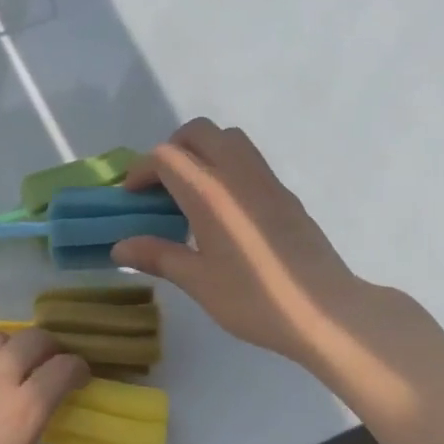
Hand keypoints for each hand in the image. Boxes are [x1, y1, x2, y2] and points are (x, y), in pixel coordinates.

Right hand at [111, 119, 378, 364]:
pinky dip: (226, 167)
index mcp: (211, 193)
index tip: (131, 198)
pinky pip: (249, 160)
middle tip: (159, 186)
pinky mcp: (285, 193)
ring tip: (190, 193)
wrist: (324, 311)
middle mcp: (238, 174)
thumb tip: (119, 246)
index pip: (167, 156)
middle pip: (199, 132)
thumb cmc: (255, 299)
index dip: (141, 170)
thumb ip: (158, 256)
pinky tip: (223, 210)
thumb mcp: (199, 282)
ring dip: (202, 152)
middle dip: (172, 150)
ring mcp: (267, 180)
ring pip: (229, 139)